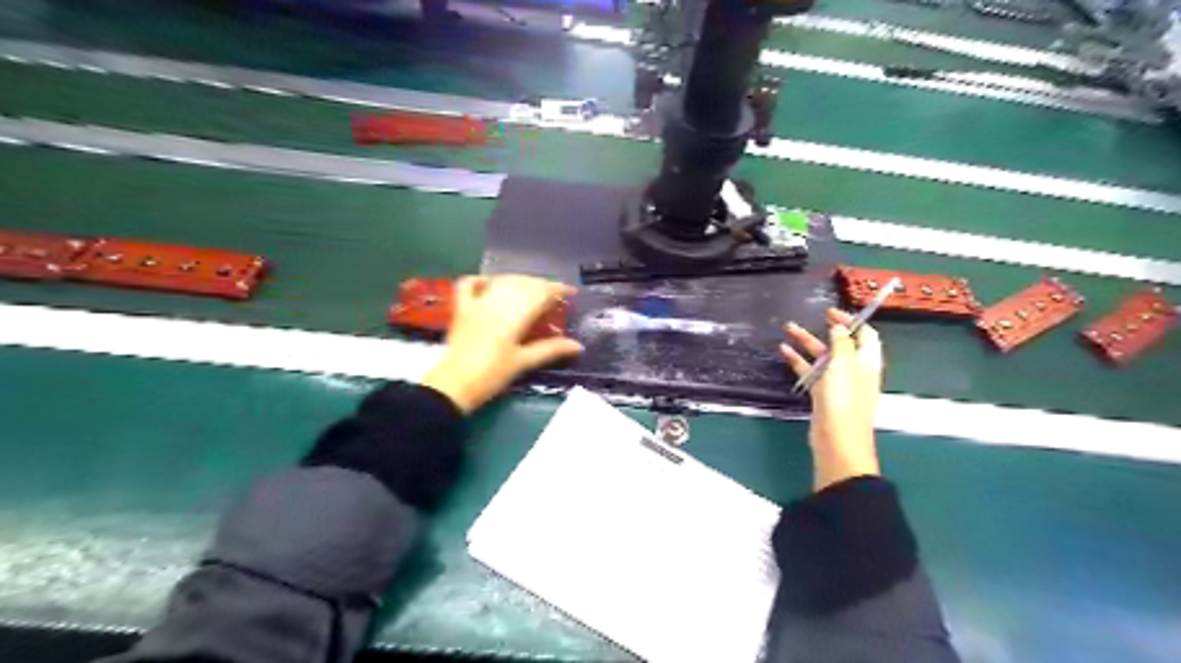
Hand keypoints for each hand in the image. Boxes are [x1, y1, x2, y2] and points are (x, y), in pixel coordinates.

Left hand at [421, 271, 582, 409]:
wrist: (454, 386)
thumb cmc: (492, 375)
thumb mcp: (523, 363)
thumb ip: (550, 349)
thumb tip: (578, 345)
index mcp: (514, 315)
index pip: (540, 293)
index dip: (557, 290)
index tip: (571, 294)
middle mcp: (496, 303)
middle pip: (523, 284)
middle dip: (541, 286)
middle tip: (554, 297)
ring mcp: (476, 304)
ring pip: (502, 282)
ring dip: (519, 282)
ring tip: (531, 291)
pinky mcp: (461, 310)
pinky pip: (469, 285)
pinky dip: (481, 280)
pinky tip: (491, 283)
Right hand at [782, 311, 880, 490]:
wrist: (837, 439)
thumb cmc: (844, 398)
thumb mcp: (844, 364)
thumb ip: (841, 342)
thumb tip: (839, 328)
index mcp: (867, 361)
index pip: (865, 334)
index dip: (851, 321)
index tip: (831, 312)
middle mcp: (854, 370)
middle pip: (842, 344)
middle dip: (827, 329)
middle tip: (814, 317)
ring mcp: (838, 383)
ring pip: (822, 357)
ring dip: (807, 343)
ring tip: (787, 328)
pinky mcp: (822, 395)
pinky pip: (810, 372)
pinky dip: (798, 361)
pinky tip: (784, 351)